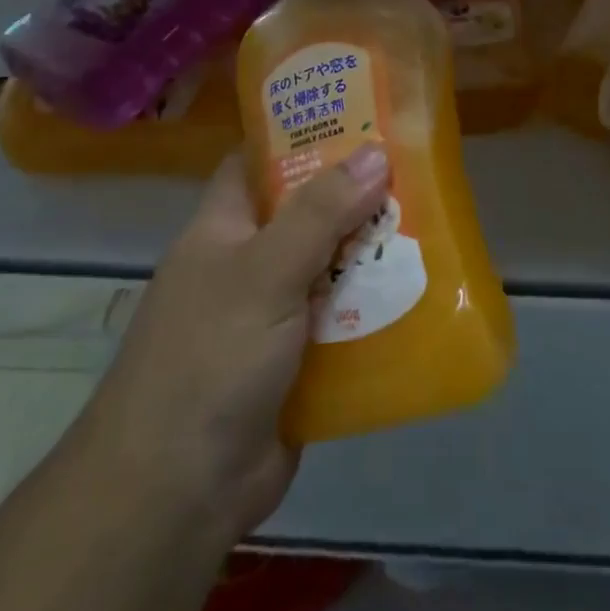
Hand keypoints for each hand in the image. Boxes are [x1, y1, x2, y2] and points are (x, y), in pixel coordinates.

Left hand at [76, 146, 389, 540]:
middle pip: (307, 213)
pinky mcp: (297, 363)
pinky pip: (344, 320)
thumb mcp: (264, 272)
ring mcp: (272, 316)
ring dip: (373, 253)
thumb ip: (320, 212)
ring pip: (332, 267)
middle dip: (357, 195)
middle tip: (416, 168)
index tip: (358, 115)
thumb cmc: (208, 358)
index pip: (258, 161)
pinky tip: (423, 291)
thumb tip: (377, 152)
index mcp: (223, 229)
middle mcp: (247, 265)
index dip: (301, 134)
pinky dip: (376, 308)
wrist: (175, 496)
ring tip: (434, 222)